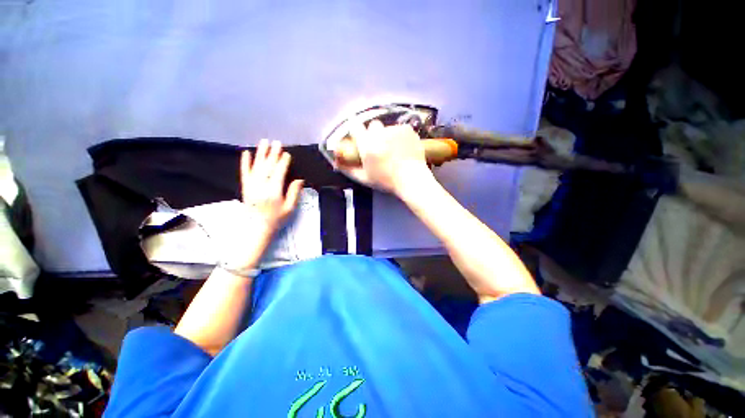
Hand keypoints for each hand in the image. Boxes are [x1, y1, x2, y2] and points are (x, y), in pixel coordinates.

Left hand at [241, 139, 303, 236]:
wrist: (257, 228)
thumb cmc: (276, 219)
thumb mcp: (290, 208)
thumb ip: (294, 193)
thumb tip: (299, 180)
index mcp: (274, 192)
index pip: (279, 173)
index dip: (283, 162)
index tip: (287, 154)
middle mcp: (261, 186)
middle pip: (268, 167)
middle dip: (273, 154)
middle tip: (277, 142)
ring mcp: (251, 186)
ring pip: (256, 167)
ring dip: (261, 154)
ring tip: (264, 142)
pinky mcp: (245, 187)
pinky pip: (244, 173)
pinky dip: (245, 162)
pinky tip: (246, 153)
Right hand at [335, 120, 431, 195]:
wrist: (412, 179)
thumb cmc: (386, 181)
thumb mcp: (365, 178)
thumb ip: (348, 169)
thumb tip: (336, 162)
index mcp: (367, 145)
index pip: (355, 126)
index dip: (356, 130)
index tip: (360, 136)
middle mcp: (379, 133)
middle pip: (373, 125)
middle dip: (374, 134)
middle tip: (380, 147)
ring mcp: (395, 130)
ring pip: (387, 128)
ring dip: (388, 136)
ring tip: (395, 151)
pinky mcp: (407, 129)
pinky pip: (399, 129)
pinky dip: (400, 136)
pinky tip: (404, 148)